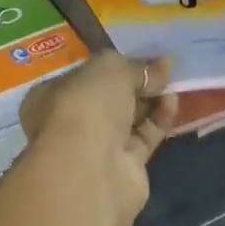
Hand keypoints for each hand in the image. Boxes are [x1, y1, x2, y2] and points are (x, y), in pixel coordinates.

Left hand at [19, 52, 177, 221]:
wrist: (91, 170)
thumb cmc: (87, 104)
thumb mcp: (111, 68)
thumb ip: (136, 66)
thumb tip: (162, 66)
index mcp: (51, 94)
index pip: (83, 75)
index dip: (111, 64)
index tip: (138, 55)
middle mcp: (70, 121)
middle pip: (108, 97)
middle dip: (134, 82)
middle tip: (162, 68)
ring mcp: (96, 148)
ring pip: (128, 118)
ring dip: (150, 100)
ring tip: (172, 81)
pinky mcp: (123, 169)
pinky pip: (144, 137)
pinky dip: (159, 120)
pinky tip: (173, 102)